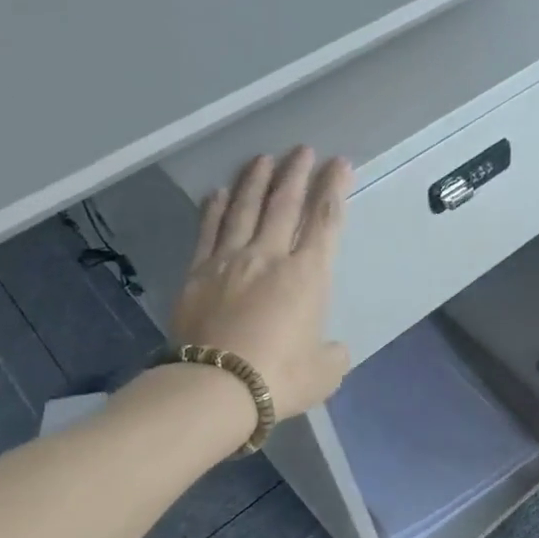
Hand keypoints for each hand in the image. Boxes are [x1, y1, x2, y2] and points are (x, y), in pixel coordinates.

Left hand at [170, 148, 353, 421]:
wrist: (216, 388)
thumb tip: (331, 348)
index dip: (334, 189)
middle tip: (303, 149)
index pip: (325, 221)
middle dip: (297, 173)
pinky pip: (209, 230)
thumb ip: (332, 353)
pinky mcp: (198, 272)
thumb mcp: (325, 372)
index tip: (340, 164)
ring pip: (245, 208)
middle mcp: (270, 256)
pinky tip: (217, 192)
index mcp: (308, 275)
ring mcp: (230, 260)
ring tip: (264, 158)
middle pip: (285, 203)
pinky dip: (214, 208)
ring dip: (256, 180)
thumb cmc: (280, 378)